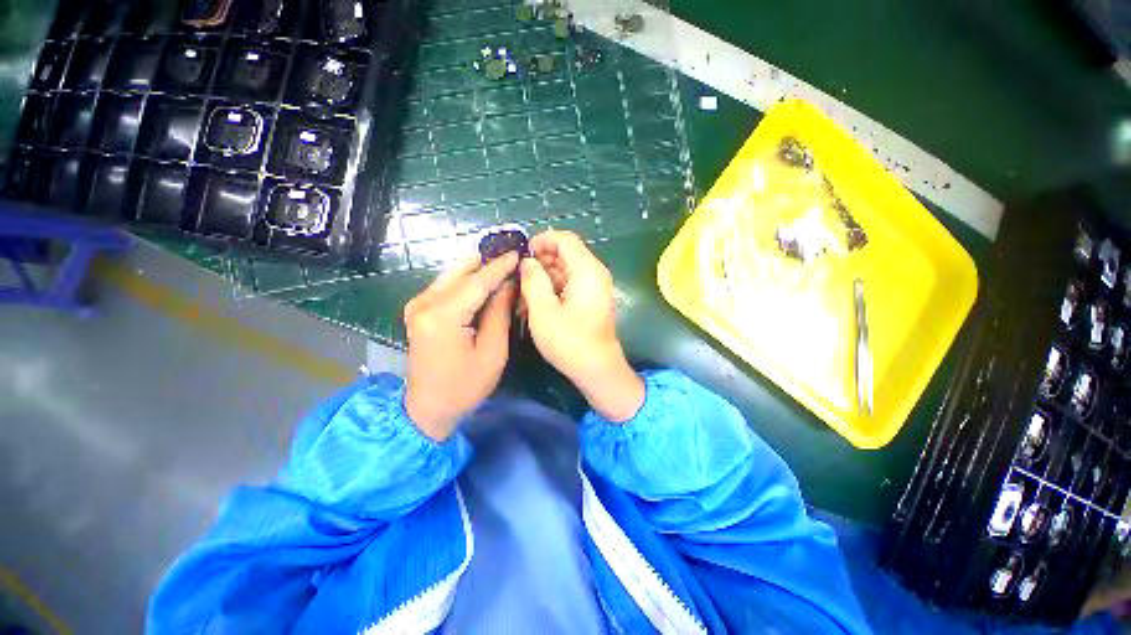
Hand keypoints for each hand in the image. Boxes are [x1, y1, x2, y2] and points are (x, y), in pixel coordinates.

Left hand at [404, 253, 518, 439]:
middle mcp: (424, 303)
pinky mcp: (418, 309)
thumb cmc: (465, 386)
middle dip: (486, 260)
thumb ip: (499, 312)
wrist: (427, 409)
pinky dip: (466, 281)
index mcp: (443, 316)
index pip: (477, 281)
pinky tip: (484, 281)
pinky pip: (446, 286)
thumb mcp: (492, 351)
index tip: (518, 252)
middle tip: (511, 254)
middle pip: (461, 271)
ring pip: (452, 275)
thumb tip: (508, 284)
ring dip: (477, 269)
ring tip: (502, 264)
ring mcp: (417, 305)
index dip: (500, 266)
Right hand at [519, 231, 644, 421]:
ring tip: (525, 291)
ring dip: (545, 275)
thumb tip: (528, 262)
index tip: (522, 255)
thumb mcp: (543, 311)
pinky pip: (571, 283)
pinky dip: (554, 287)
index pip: (565, 239)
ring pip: (566, 269)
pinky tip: (538, 301)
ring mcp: (595, 286)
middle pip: (566, 253)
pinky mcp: (592, 298)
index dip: (542, 241)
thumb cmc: (570, 342)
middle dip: (541, 260)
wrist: (598, 369)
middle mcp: (595, 273)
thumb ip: (533, 280)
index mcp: (587, 271)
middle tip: (521, 277)